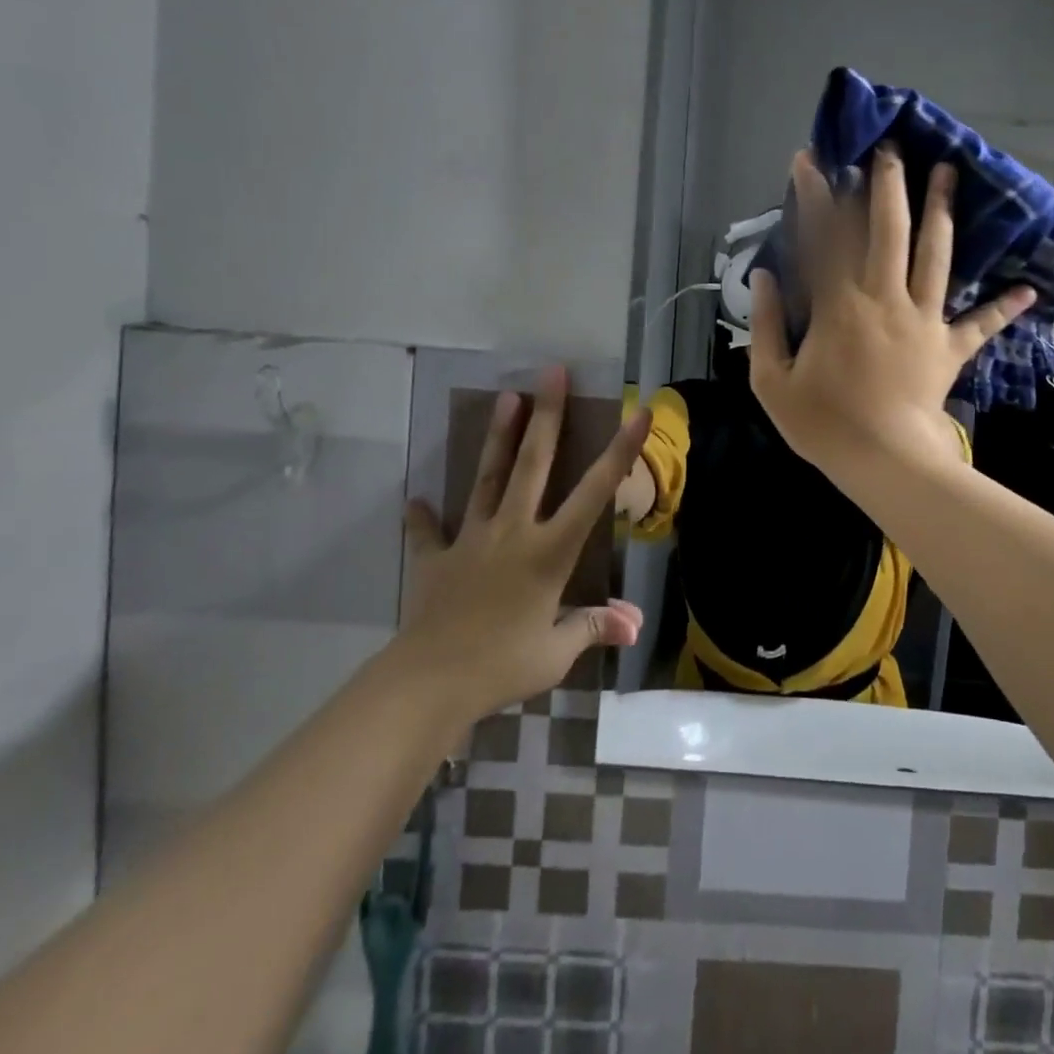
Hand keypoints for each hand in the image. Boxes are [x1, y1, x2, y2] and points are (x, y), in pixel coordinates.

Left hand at [398, 367, 651, 719]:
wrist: (429, 682)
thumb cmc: (503, 664)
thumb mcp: (557, 651)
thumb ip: (593, 627)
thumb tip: (634, 625)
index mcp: (549, 550)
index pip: (595, 492)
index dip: (620, 451)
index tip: (639, 412)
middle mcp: (513, 531)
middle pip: (533, 463)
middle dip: (547, 415)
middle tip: (552, 372)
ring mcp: (471, 540)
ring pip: (487, 478)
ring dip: (499, 436)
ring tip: (506, 396)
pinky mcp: (435, 559)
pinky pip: (428, 532)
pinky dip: (422, 516)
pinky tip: (415, 499)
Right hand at [749, 145, 1032, 475]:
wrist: (883, 460)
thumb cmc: (823, 423)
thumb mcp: (771, 381)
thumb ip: (763, 325)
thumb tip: (762, 278)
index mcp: (839, 305)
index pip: (825, 238)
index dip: (816, 195)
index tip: (811, 159)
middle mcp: (885, 298)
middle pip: (889, 230)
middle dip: (889, 185)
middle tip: (893, 148)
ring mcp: (924, 320)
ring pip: (936, 255)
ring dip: (942, 211)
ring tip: (950, 173)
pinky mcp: (950, 348)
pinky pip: (980, 324)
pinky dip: (1003, 308)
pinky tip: (1030, 289)